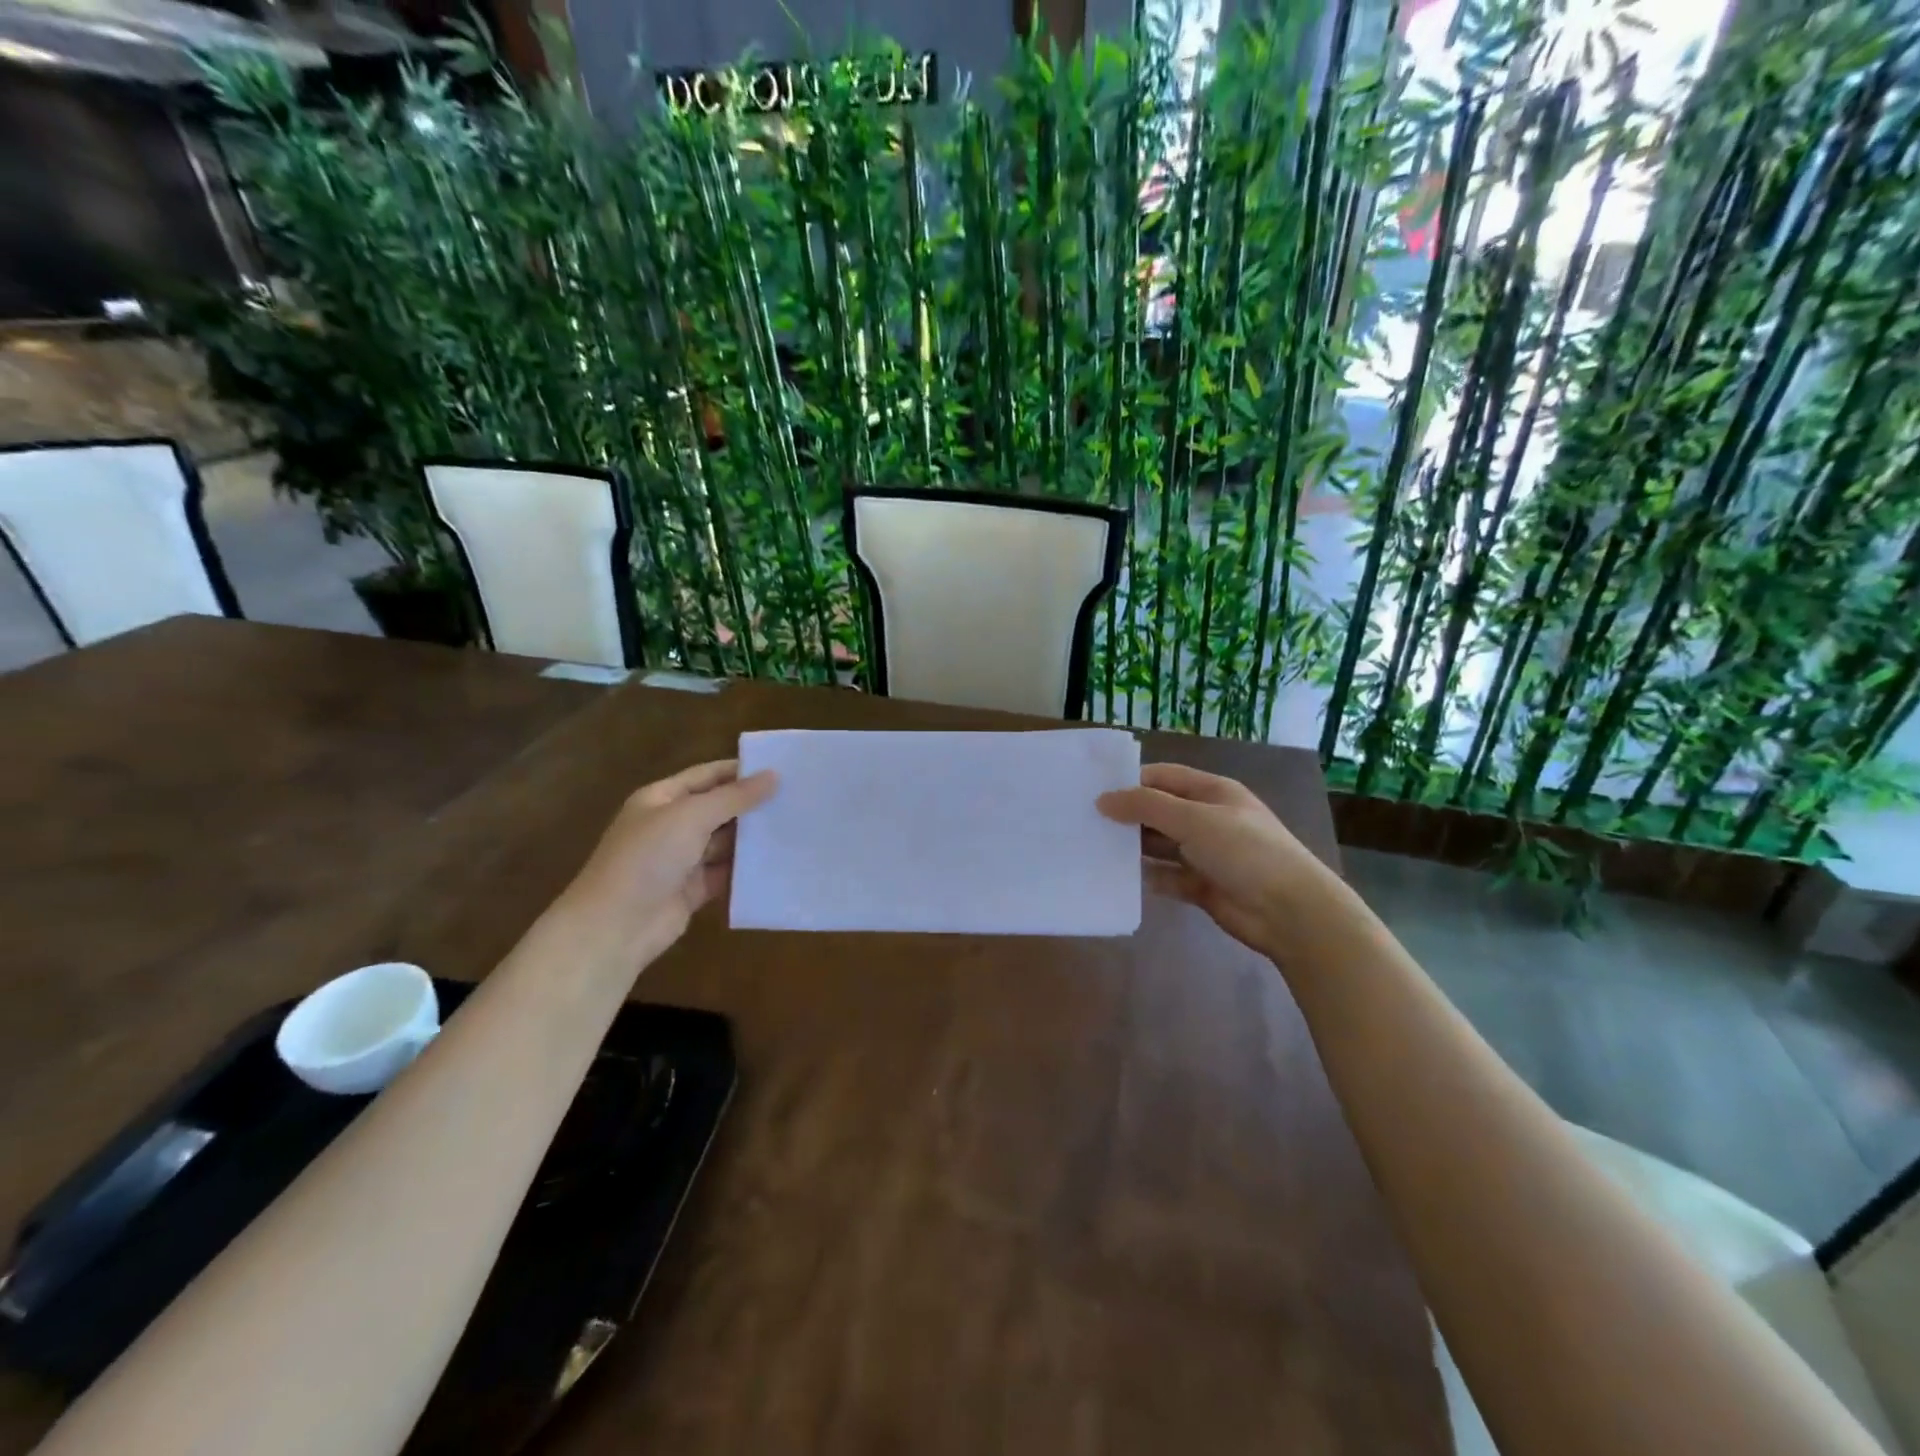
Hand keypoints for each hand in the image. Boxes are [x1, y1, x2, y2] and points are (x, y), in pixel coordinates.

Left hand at [562, 759, 777, 963]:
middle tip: (797, 799)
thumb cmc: (648, 858)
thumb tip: (773, 776)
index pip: (707, 776)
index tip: (781, 769)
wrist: (615, 926)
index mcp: (662, 799)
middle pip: (718, 808)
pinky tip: (778, 862)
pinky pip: (726, 873)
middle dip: (752, 805)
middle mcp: (671, 825)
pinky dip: (747, 869)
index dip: (740, 771)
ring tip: (797, 828)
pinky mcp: (693, 889)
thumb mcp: (691, 817)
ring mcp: (682, 859)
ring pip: (725, 842)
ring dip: (753, 838)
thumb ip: (734, 797)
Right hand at [1098, 762, 1334, 958]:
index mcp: (1212, 792)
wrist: (1289, 912)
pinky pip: (1166, 877)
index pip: (1163, 777)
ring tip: (1092, 848)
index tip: (1092, 791)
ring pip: (1160, 845)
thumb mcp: (1193, 819)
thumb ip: (1146, 806)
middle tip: (1084, 821)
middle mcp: (1207, 819)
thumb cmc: (1244, 851)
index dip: (1130, 781)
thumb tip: (1103, 800)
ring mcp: (1205, 854)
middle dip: (1127, 815)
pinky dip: (1147, 877)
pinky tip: (1117, 878)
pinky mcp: (1202, 886)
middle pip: (1159, 811)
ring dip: (1133, 847)